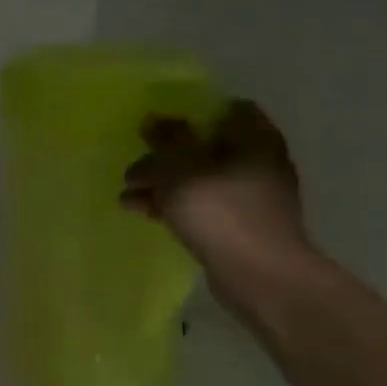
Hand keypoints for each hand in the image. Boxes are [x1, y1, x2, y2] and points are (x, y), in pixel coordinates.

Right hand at [121, 100, 309, 301]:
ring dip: (164, 184)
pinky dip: (174, 206)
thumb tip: (154, 118)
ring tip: (127, 195)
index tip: (162, 123)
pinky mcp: (240, 227)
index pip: (230, 109)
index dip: (194, 112)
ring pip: (200, 179)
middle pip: (208, 147)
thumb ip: (166, 140)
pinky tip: (143, 213)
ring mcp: (252, 198)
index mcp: (255, 140)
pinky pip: (202, 206)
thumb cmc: (221, 211)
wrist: (259, 275)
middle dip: (168, 155)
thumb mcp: (181, 168)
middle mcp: (259, 163)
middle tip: (136, 164)